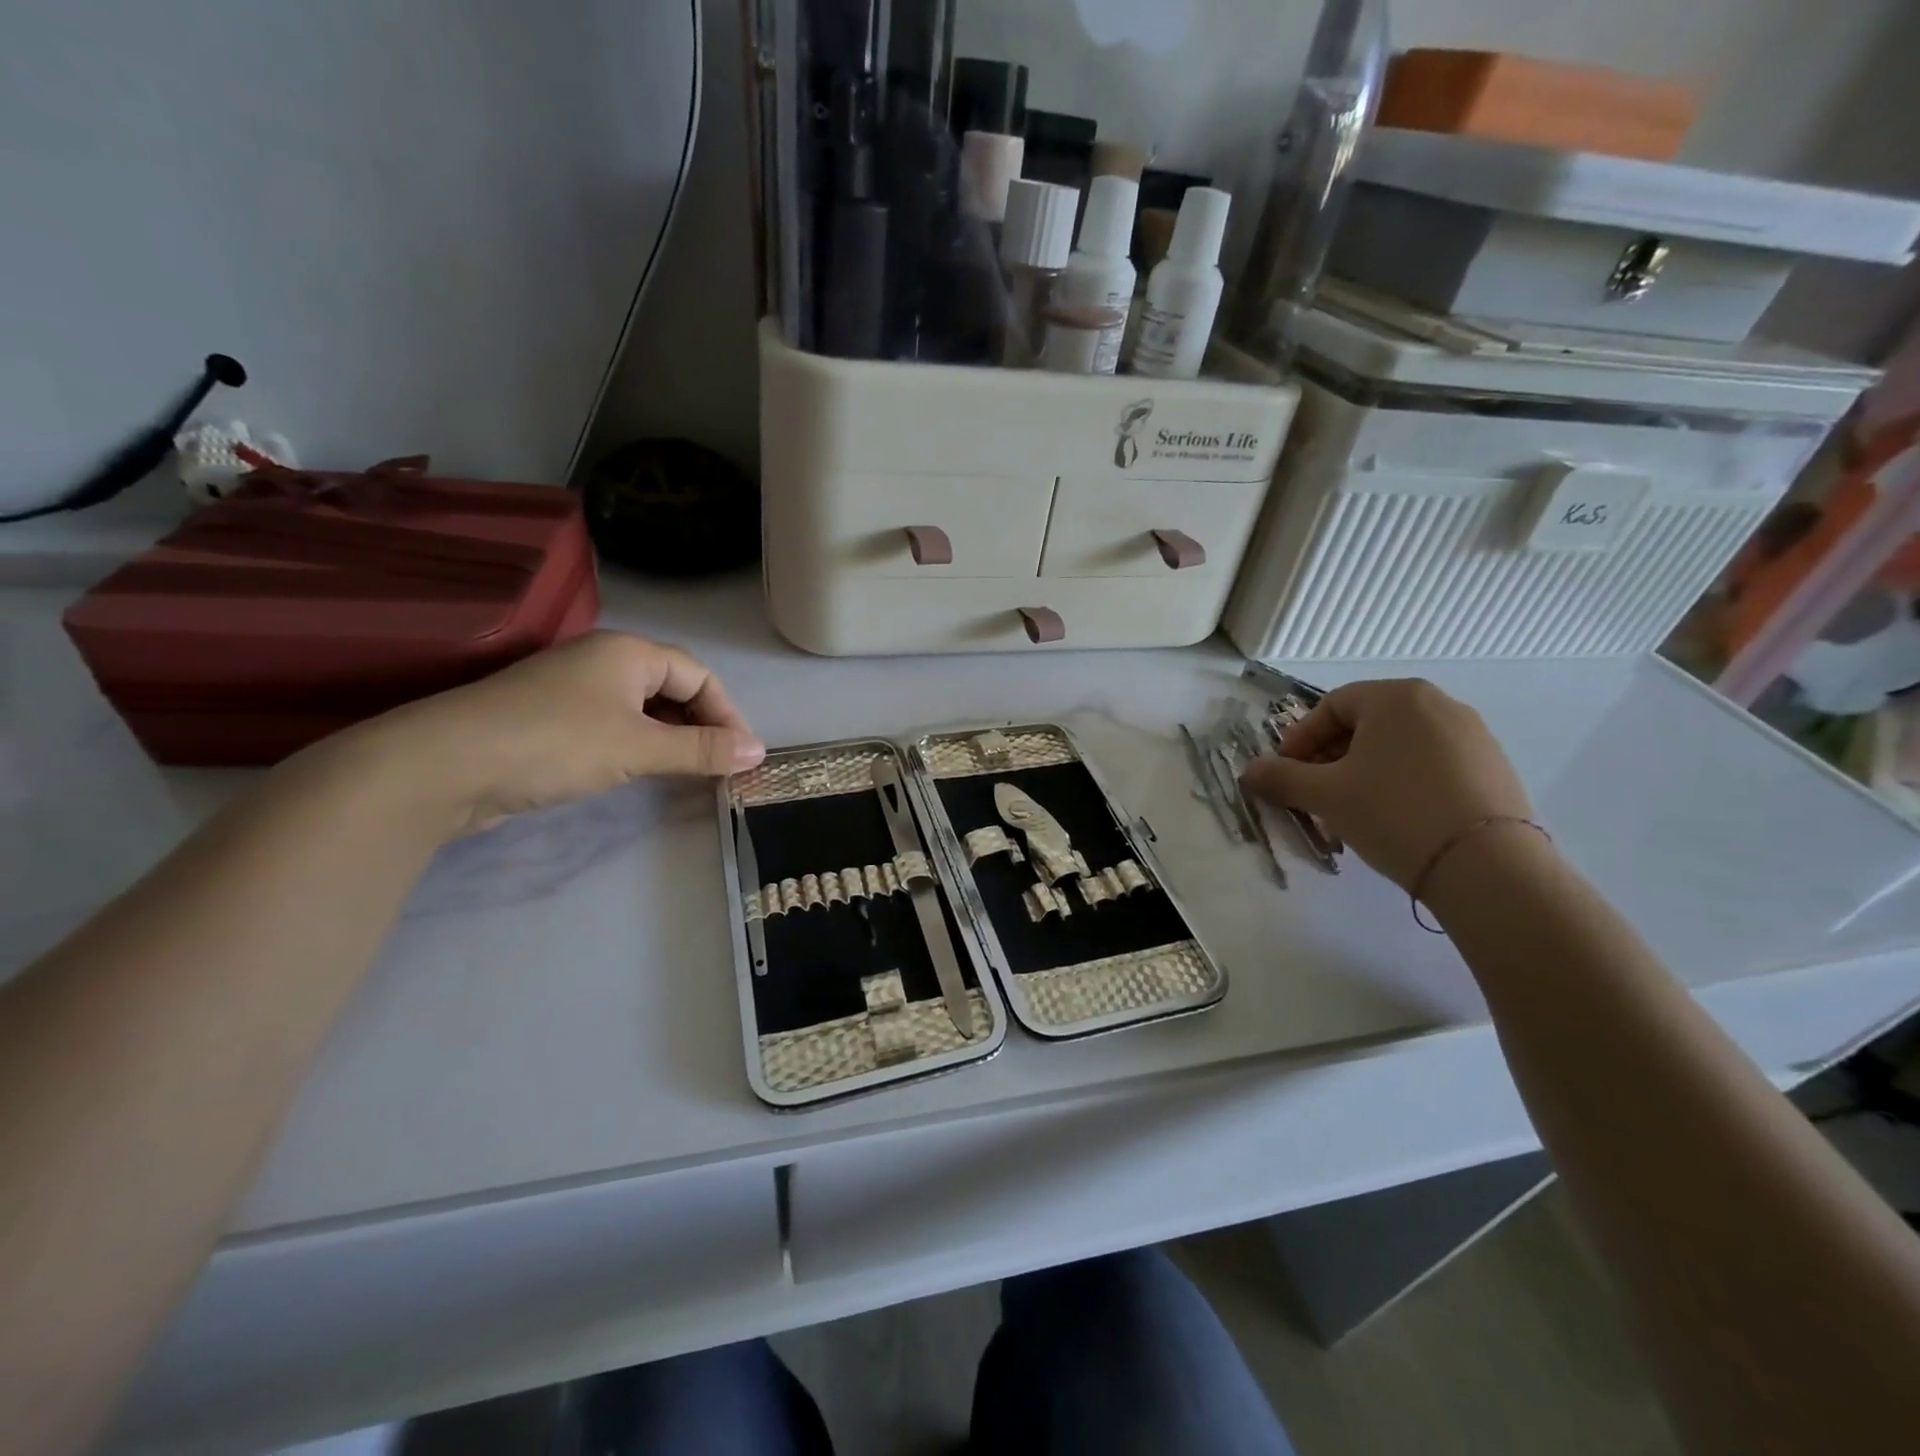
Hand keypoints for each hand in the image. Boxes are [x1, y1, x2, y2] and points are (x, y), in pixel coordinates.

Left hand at [302, 632, 766, 837]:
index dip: (727, 714)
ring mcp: (572, 689)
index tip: (744, 756)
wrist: (443, 766)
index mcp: (628, 652)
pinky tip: (642, 769)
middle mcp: (602, 660)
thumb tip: (759, 753)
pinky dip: (639, 745)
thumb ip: (701, 750)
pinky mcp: (550, 718)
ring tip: (690, 772)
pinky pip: (613, 724)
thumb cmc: (555, 743)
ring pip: (642, 708)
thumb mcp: (638, 747)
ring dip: (671, 737)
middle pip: (672, 687)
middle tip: (721, 766)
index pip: (699, 675)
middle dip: (702, 725)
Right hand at [1240, 679, 1530, 890]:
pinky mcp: (1493, 768)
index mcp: (1396, 697)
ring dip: (1363, 773)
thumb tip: (1249, 770)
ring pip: (1397, 747)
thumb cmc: (1393, 812)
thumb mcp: (1325, 795)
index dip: (1299, 740)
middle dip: (1330, 759)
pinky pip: (1431, 765)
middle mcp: (1438, 704)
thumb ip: (1281, 777)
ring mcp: (1472, 735)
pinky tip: (1393, 818)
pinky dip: (1401, 783)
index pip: (1331, 707)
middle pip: (1366, 725)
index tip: (1285, 774)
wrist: (1486, 866)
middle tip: (1313, 794)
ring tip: (1349, 811)